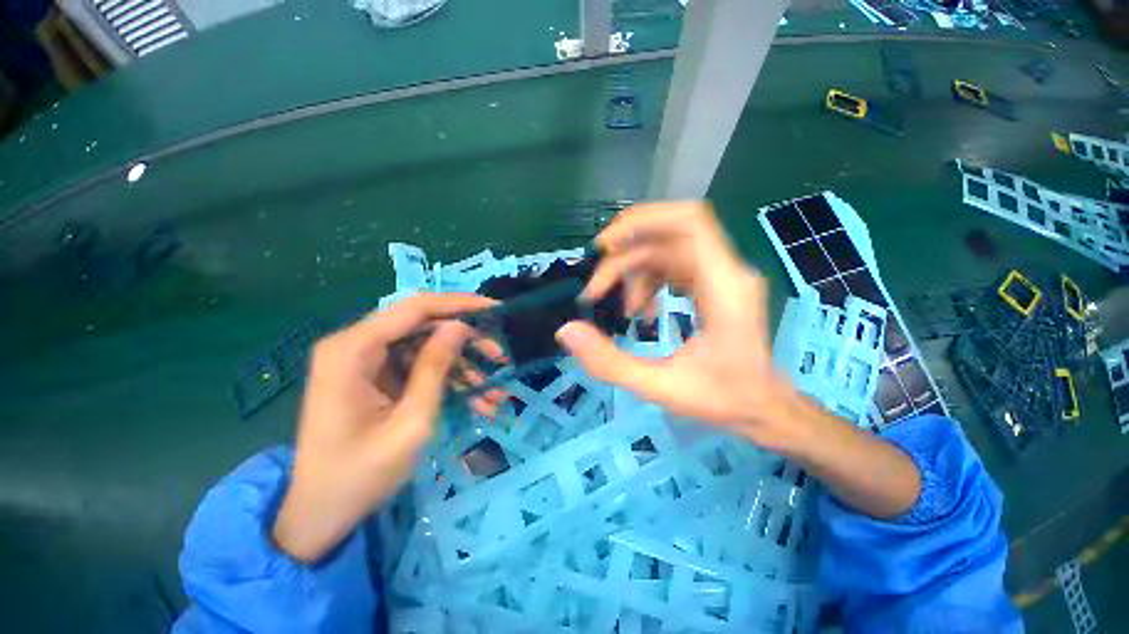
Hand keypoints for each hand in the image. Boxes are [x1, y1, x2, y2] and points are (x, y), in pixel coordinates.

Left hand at [273, 293, 501, 562]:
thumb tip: (459, 326)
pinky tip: (477, 403)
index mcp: (352, 349)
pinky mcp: (375, 378)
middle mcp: (355, 345)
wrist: (319, 516)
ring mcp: (365, 363)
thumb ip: (434, 367)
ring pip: (426, 349)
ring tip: (495, 394)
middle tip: (500, 357)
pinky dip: (447, 382)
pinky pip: (418, 368)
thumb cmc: (361, 474)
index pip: (415, 308)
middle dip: (466, 342)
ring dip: (462, 368)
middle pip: (423, 327)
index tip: (495, 309)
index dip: (459, 304)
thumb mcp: (410, 421)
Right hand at [555, 201, 803, 451]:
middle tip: (596, 288)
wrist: (763, 408)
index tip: (605, 246)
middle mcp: (726, 270)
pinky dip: (648, 281)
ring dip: (634, 271)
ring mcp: (720, 274)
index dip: (642, 221)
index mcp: (723, 285)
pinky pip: (672, 265)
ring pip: (666, 249)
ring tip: (622, 309)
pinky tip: (640, 311)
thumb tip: (566, 331)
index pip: (689, 221)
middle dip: (625, 254)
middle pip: (667, 234)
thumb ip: (609, 362)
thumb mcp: (660, 387)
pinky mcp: (713, 283)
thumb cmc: (722, 399)